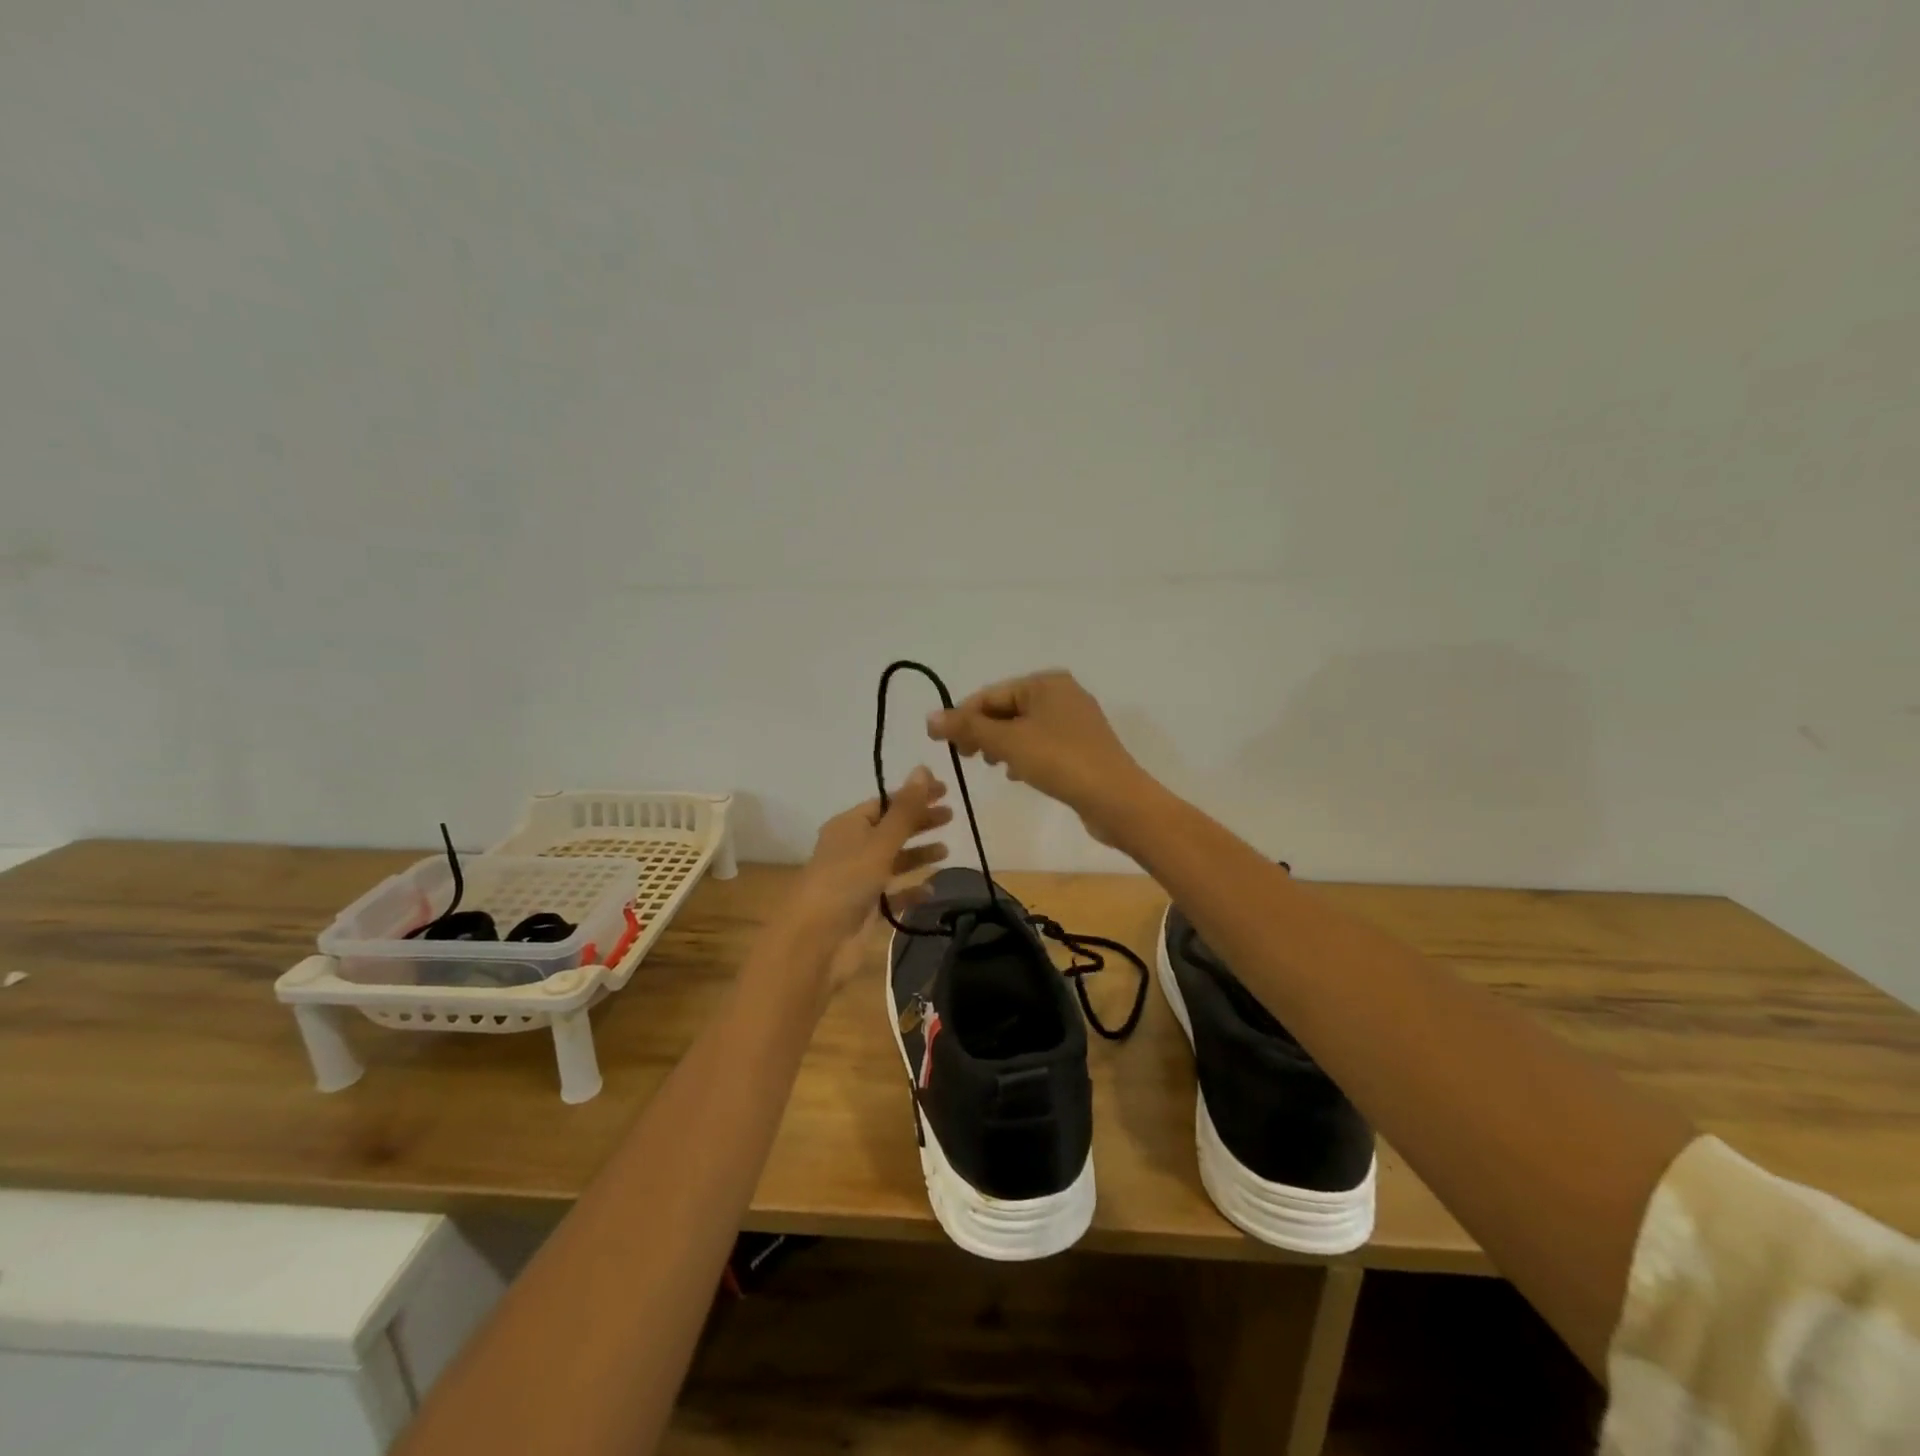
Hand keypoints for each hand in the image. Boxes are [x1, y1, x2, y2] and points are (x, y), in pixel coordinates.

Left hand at [787, 768, 951, 984]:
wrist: (816, 941)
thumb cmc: (846, 881)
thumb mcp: (880, 842)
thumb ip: (905, 810)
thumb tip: (923, 769)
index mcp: (848, 826)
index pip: (885, 802)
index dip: (914, 795)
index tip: (945, 790)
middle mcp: (852, 849)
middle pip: (891, 829)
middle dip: (919, 823)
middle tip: (951, 817)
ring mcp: (858, 880)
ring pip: (893, 861)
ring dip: (917, 854)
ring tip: (945, 852)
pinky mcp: (866, 909)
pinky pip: (894, 894)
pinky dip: (911, 890)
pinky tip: (931, 889)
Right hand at [926, 670, 1152, 845]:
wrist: (1116, 799)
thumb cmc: (1060, 761)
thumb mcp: (1008, 742)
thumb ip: (968, 728)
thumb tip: (930, 718)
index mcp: (1046, 683)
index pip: (991, 695)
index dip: (962, 717)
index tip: (940, 743)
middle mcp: (1062, 694)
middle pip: (1007, 709)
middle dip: (982, 731)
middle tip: (965, 757)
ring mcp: (1075, 721)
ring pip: (1024, 728)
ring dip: (1001, 745)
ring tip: (990, 765)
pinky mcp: (1082, 746)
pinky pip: (1041, 744)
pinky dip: (1023, 755)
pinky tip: (1016, 774)